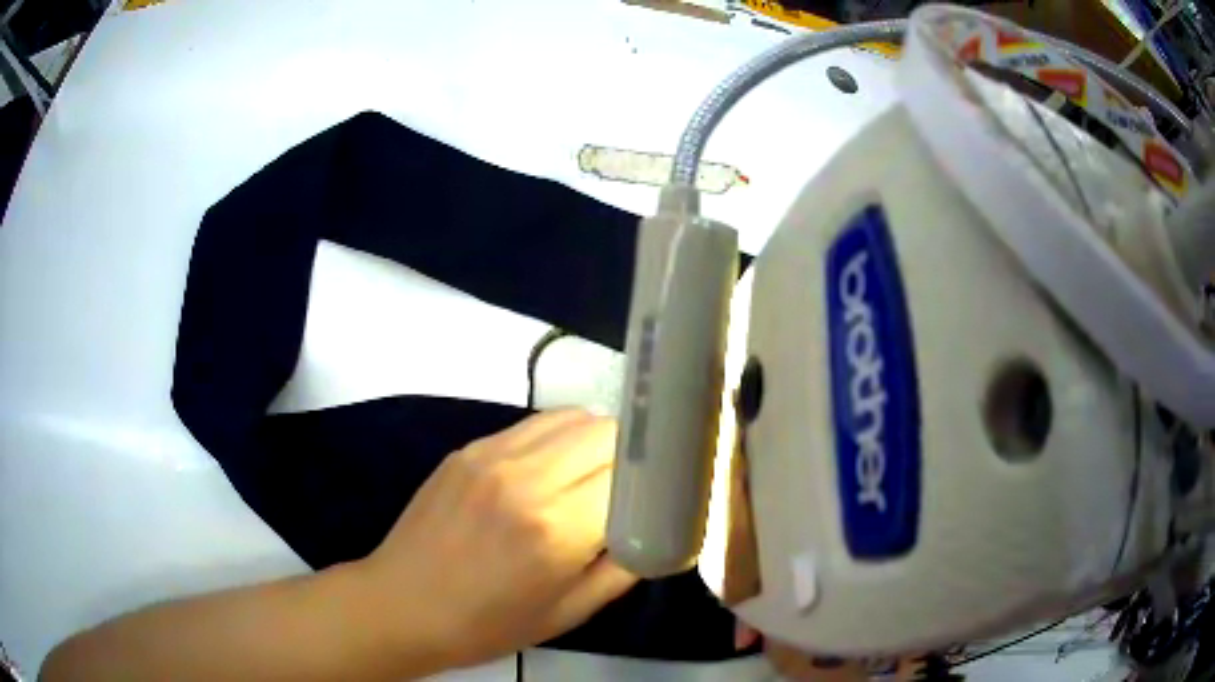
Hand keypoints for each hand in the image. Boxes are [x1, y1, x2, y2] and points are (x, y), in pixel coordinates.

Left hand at [360, 410, 637, 668]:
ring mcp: (493, 455)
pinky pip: (534, 424)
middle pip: (608, 432)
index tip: (664, 494)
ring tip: (595, 474)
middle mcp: (529, 478)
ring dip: (597, 439)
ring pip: (574, 417)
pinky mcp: (470, 448)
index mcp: (558, 529)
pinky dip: (559, 437)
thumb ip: (624, 567)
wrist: (403, 604)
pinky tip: (553, 468)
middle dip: (632, 455)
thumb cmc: (488, 624)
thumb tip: (658, 533)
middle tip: (632, 488)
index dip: (656, 481)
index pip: (633, 473)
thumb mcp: (570, 613)